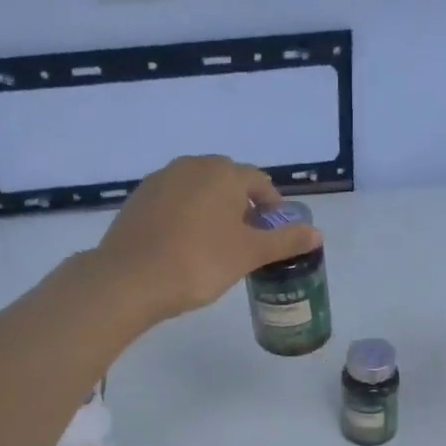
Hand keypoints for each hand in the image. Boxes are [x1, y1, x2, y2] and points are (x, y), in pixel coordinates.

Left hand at [95, 156, 321, 324]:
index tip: (273, 234)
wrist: (129, 280)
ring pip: (198, 190)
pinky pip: (173, 202)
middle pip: (227, 182)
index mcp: (223, 173)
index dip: (272, 208)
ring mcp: (160, 179)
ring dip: (213, 210)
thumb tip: (316, 234)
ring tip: (215, 245)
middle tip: (246, 241)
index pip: (259, 182)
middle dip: (242, 207)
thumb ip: (285, 240)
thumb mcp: (249, 254)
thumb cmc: (199, 262)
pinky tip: (183, 245)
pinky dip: (185, 216)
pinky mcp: (138, 198)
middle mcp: (191, 165)